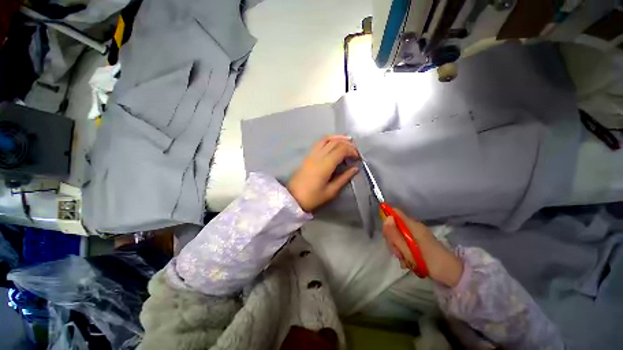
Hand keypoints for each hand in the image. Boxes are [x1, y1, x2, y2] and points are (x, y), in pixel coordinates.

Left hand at [288, 135, 359, 211]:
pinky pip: (319, 142)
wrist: (293, 197)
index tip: (357, 157)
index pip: (341, 149)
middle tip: (355, 151)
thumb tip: (355, 168)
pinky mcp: (308, 155)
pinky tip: (334, 143)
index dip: (352, 150)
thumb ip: (344, 178)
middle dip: (348, 144)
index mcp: (325, 165)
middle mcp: (319, 155)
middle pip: (335, 142)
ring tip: (348, 141)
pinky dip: (329, 139)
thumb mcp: (331, 191)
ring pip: (326, 139)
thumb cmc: (312, 197)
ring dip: (338, 138)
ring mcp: (312, 154)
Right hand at [382, 209, 463, 286]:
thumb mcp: (409, 251)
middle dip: (392, 239)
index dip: (387, 220)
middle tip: (398, 253)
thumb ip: (395, 235)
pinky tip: (407, 262)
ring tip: (405, 260)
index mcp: (412, 226)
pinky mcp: (417, 242)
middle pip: (394, 226)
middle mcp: (413, 227)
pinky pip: (404, 242)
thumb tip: (386, 218)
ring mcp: (416, 234)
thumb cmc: (431, 262)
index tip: (387, 235)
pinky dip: (403, 251)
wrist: (452, 274)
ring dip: (397, 248)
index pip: (394, 213)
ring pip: (397, 236)